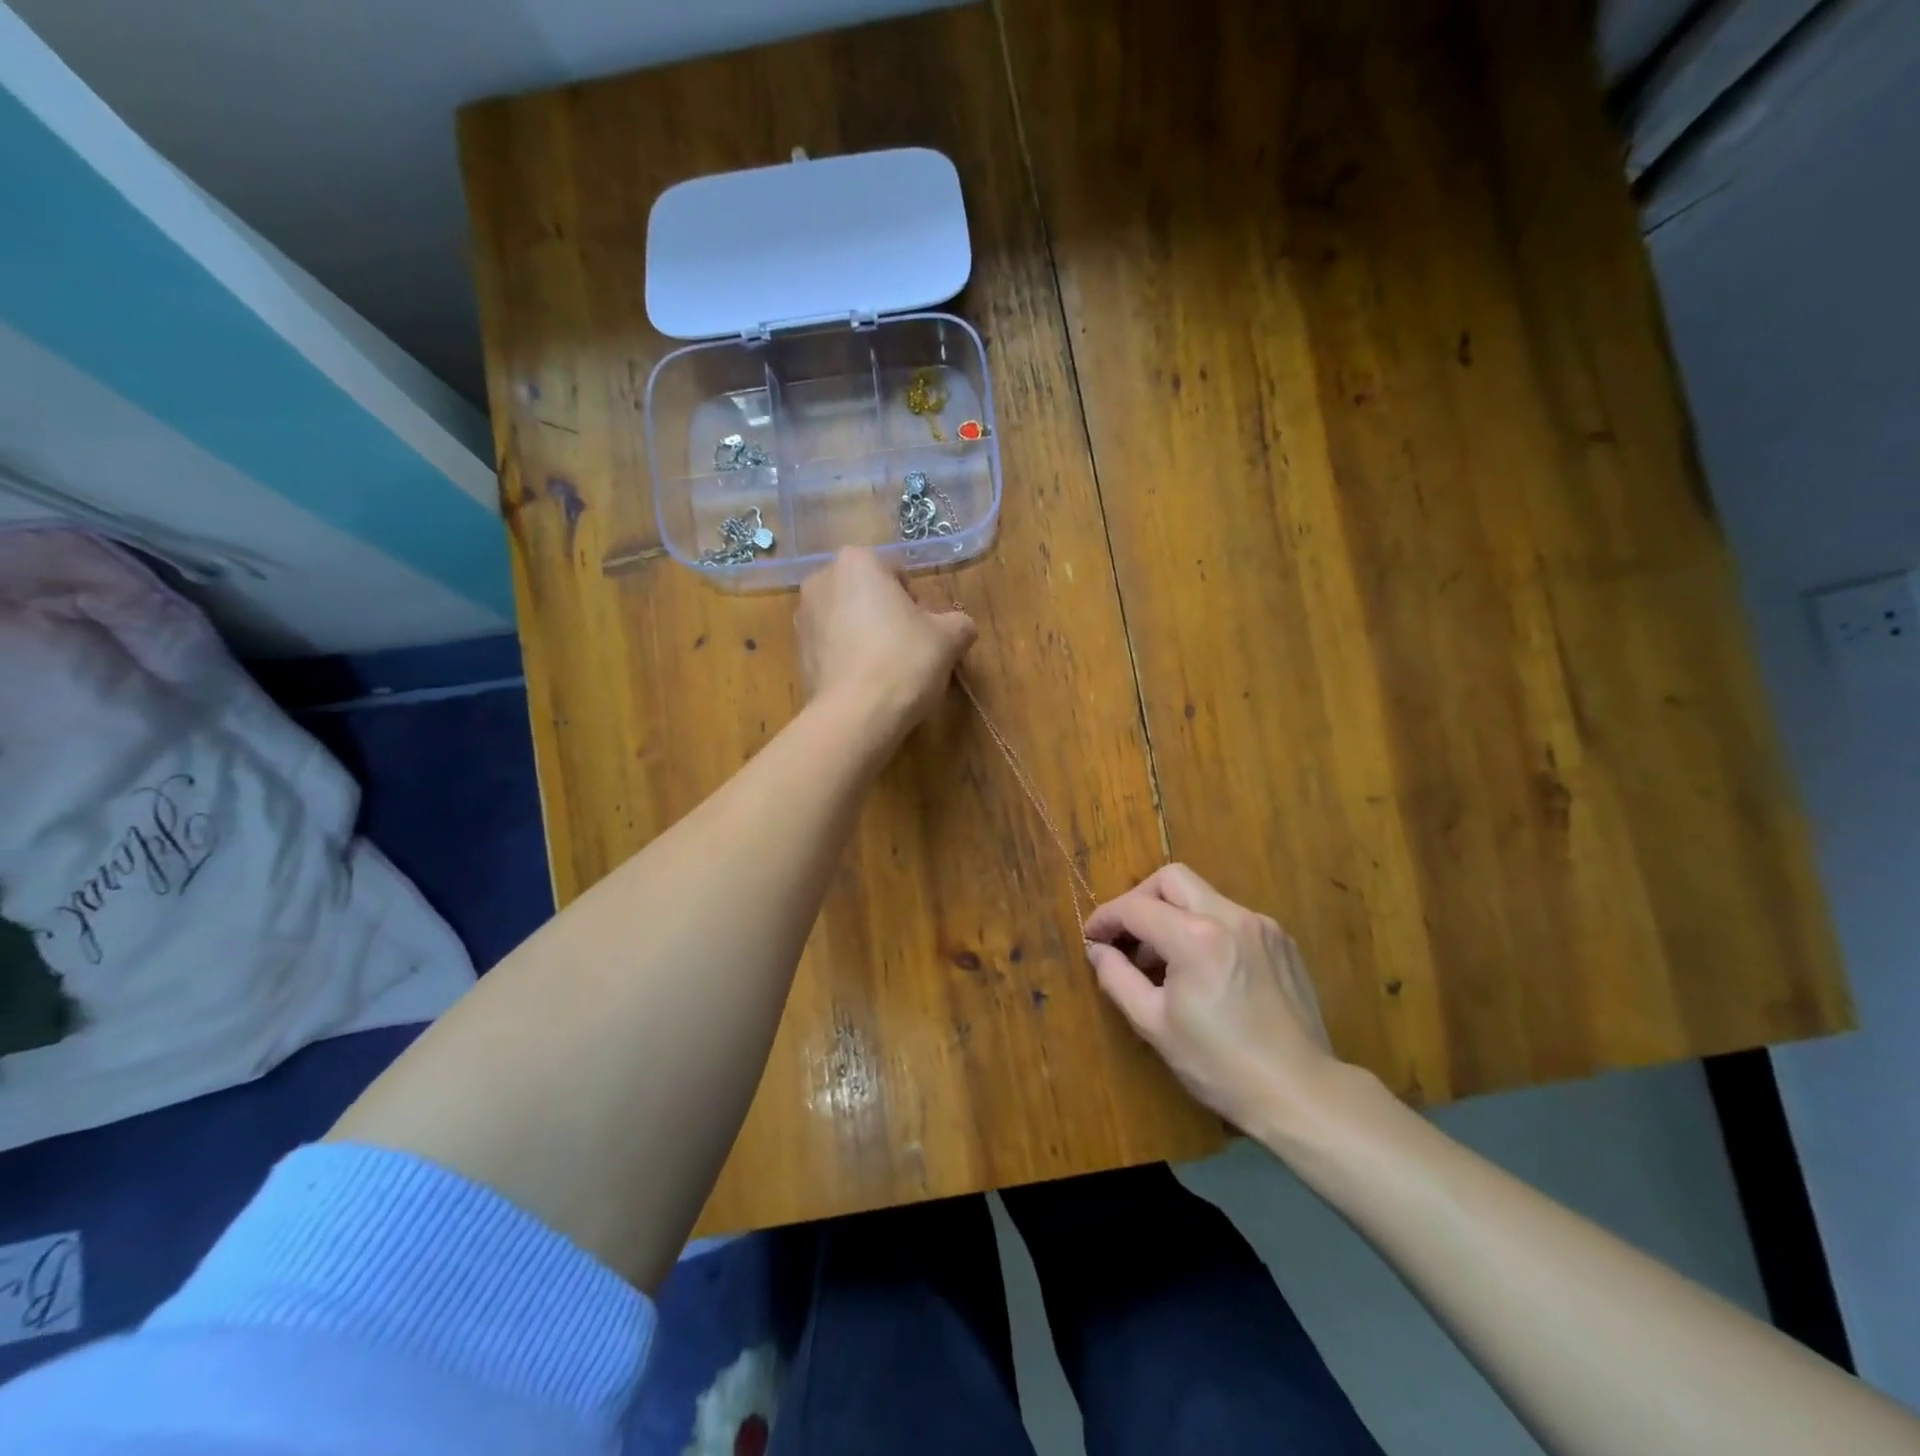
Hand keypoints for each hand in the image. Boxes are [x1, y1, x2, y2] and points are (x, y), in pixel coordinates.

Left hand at [797, 547, 975, 737]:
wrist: (856, 715)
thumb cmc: (904, 660)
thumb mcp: (950, 638)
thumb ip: (958, 623)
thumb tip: (958, 627)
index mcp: (856, 562)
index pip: (896, 573)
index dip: (915, 602)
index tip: (924, 630)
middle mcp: (821, 581)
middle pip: (866, 595)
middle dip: (885, 615)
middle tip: (908, 648)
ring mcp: (802, 618)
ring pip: (846, 621)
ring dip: (864, 636)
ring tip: (886, 670)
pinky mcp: (797, 654)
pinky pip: (831, 648)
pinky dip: (847, 659)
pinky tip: (865, 685)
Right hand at [1085, 864, 1343, 1137]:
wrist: (1301, 1092)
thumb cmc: (1219, 1064)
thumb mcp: (1154, 1025)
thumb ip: (1117, 978)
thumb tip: (1098, 950)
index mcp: (1195, 937)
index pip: (1136, 907)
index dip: (1106, 917)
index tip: (1092, 936)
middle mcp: (1230, 916)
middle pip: (1171, 878)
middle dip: (1140, 899)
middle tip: (1127, 935)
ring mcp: (1261, 925)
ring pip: (1203, 895)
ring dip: (1174, 915)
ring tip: (1164, 960)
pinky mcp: (1281, 941)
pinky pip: (1231, 917)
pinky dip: (1206, 929)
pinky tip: (1204, 970)